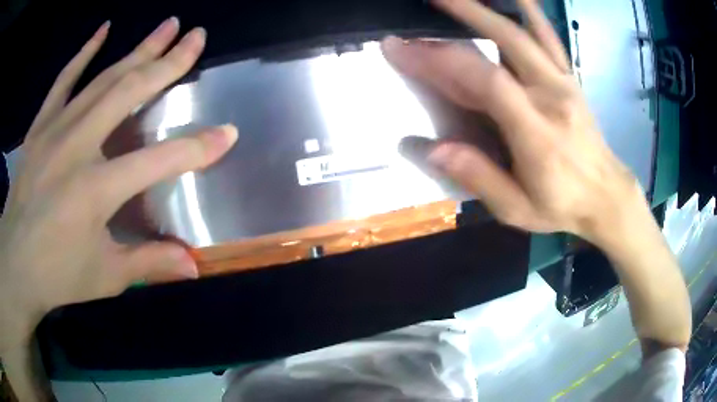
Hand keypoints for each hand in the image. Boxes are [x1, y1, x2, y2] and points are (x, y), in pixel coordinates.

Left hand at [0, 18, 237, 351]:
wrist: (16, 264)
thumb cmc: (57, 275)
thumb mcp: (106, 277)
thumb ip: (149, 263)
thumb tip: (194, 267)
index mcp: (95, 189)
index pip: (158, 160)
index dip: (196, 148)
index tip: (227, 133)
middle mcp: (77, 146)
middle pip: (130, 92)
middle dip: (169, 62)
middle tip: (197, 37)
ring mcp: (55, 130)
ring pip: (103, 78)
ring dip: (139, 48)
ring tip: (168, 25)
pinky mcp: (40, 127)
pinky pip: (64, 80)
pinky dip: (84, 52)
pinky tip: (104, 29)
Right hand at [382, 0, 643, 243]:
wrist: (606, 195)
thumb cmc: (562, 206)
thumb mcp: (517, 210)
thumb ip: (479, 178)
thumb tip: (434, 149)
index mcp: (537, 134)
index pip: (486, 83)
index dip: (442, 61)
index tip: (403, 48)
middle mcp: (551, 97)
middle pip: (505, 42)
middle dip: (461, 15)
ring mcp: (563, 82)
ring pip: (526, 31)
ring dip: (490, 6)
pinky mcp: (568, 77)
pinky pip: (549, 35)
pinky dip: (530, 11)